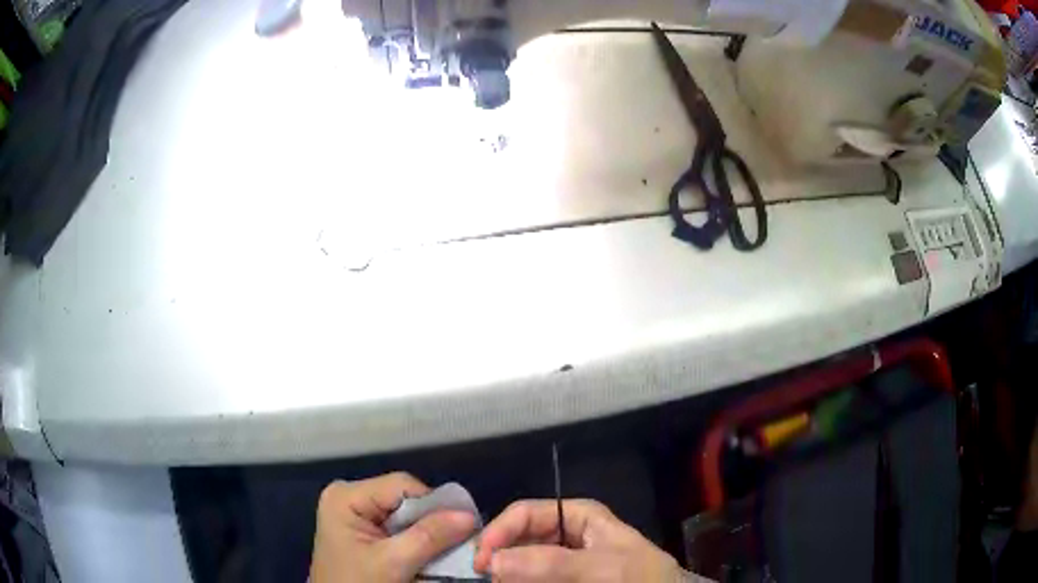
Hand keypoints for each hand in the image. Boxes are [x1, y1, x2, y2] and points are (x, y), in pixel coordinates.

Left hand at [310, 472, 476, 582]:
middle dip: (432, 521)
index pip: (402, 485)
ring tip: (448, 549)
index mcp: (346, 496)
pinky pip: (400, 528)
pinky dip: (418, 541)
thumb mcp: (393, 563)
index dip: (435, 503)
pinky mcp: (365, 531)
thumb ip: (429, 537)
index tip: (463, 526)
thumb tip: (469, 515)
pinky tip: (429, 554)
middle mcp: (350, 497)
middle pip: (405, 499)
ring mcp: (357, 514)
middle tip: (460, 540)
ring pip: (407, 515)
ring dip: (428, 533)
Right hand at [475, 499, 699, 581]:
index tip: (481, 561)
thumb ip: (552, 563)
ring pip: (520, 562)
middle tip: (486, 578)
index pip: (526, 513)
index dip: (499, 532)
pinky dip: (518, 581)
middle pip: (518, 539)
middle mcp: (564, 535)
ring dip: (507, 573)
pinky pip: (531, 577)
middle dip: (499, 557)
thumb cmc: (641, 577)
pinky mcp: (560, 579)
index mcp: (577, 517)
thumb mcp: (603, 567)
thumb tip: (493, 561)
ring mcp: (562, 561)